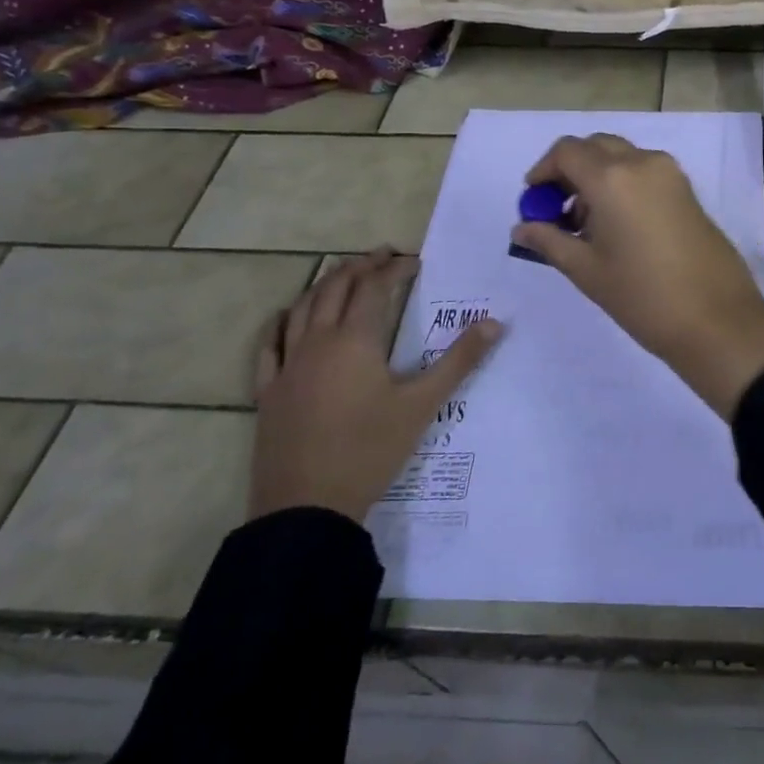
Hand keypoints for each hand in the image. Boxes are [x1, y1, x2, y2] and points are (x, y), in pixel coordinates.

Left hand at [249, 248, 503, 523]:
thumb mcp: (423, 405)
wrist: (307, 509)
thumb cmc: (370, 450)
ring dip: (324, 285)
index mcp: (355, 340)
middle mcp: (317, 342)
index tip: (414, 261)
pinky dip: (280, 322)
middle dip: (360, 267)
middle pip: (335, 289)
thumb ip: (460, 360)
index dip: (393, 268)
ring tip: (343, 274)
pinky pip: (269, 346)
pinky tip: (285, 317)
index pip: (374, 288)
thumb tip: (495, 323)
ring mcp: (288, 367)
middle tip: (382, 255)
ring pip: (302, 309)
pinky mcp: (269, 392)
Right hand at [509, 134, 763, 419]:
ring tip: (587, 226)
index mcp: (613, 178)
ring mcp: (670, 173)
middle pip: (595, 147)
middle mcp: (642, 162)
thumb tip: (522, 228)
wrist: (716, 318)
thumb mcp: (586, 270)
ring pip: (621, 157)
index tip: (534, 201)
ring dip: (597, 176)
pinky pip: (644, 171)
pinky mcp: (687, 189)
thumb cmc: (642, 296)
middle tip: (557, 211)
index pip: (566, 151)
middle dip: (570, 171)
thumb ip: (549, 240)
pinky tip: (618, 226)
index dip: (543, 171)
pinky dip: (622, 183)